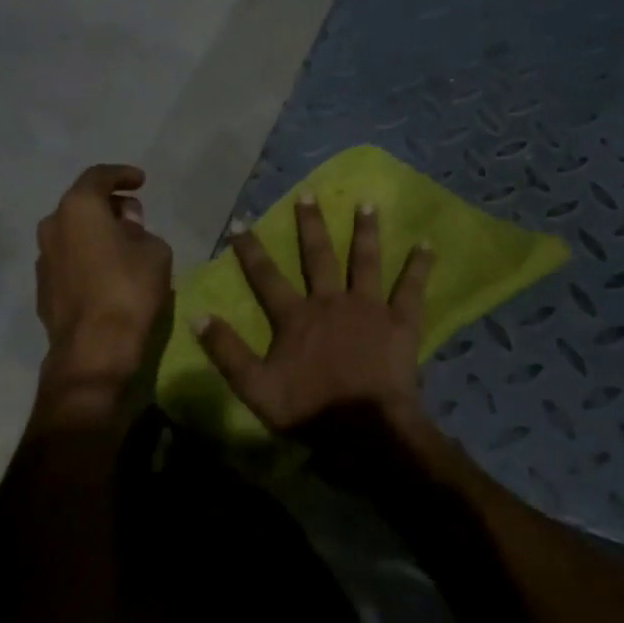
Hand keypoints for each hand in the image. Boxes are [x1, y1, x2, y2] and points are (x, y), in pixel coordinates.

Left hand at [35, 164, 173, 395]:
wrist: (94, 349)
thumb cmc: (129, 289)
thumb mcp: (155, 251)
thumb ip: (141, 230)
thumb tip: (127, 226)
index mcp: (78, 208)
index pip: (99, 177)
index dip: (122, 175)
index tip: (140, 180)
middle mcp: (52, 226)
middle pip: (81, 204)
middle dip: (109, 206)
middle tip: (134, 215)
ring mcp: (43, 259)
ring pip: (72, 234)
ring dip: (95, 233)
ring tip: (122, 246)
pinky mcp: (43, 289)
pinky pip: (68, 260)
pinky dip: (87, 258)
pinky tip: (107, 273)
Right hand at [194, 195, 435, 432]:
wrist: (364, 428)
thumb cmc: (308, 410)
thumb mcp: (254, 387)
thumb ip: (227, 351)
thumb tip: (197, 316)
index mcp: (296, 317)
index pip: (266, 277)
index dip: (251, 250)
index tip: (240, 222)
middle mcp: (331, 301)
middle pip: (318, 256)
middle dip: (311, 225)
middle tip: (308, 194)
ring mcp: (369, 307)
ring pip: (365, 261)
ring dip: (365, 231)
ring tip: (367, 203)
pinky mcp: (400, 322)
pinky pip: (411, 289)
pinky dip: (419, 266)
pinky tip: (426, 244)